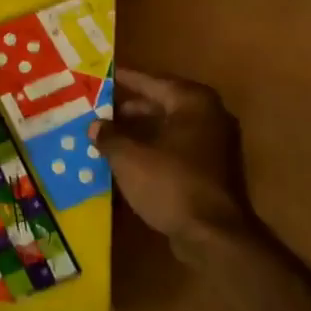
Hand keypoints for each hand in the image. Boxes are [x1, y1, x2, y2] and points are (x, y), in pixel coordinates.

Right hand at [91, 68, 255, 259]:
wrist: (214, 236)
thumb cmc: (171, 184)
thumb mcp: (130, 158)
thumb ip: (110, 137)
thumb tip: (95, 126)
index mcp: (193, 102)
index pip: (152, 82)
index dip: (126, 80)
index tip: (104, 75)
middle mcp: (209, 116)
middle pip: (163, 104)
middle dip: (131, 108)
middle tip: (101, 109)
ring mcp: (215, 145)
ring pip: (170, 128)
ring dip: (142, 131)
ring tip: (109, 135)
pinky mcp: (213, 171)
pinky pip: (177, 150)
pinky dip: (155, 150)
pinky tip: (130, 160)